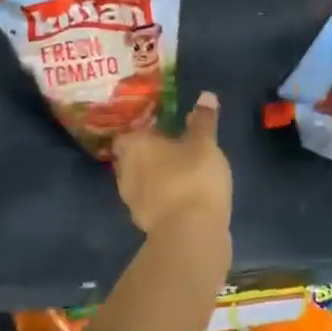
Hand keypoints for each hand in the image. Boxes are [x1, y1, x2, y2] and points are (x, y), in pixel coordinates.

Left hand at [113, 93, 231, 236]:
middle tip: (174, 145)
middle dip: (150, 153)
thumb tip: (205, 95)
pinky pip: (153, 202)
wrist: (191, 235)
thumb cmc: (193, 178)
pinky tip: (184, 194)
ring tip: (182, 170)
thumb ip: (204, 120)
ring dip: (157, 176)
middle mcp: (126, 172)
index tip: (161, 127)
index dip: (143, 129)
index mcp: (134, 147)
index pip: (128, 133)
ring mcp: (133, 201)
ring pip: (142, 181)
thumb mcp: (204, 143)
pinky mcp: (146, 225)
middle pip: (133, 157)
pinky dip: (164, 197)